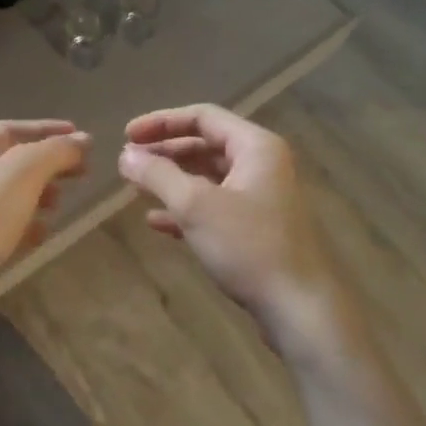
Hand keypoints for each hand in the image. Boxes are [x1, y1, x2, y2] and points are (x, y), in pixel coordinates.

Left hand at [0, 119, 89, 301]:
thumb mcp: (24, 171)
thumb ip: (55, 151)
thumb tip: (84, 140)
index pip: (12, 129)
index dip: (48, 130)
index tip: (82, 137)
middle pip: (13, 161)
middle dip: (49, 164)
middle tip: (83, 171)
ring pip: (11, 194)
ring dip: (40, 194)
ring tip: (61, 203)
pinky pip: (5, 224)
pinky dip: (27, 224)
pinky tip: (42, 233)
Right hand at [118, 105, 343, 348]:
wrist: (300, 308)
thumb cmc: (249, 246)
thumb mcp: (196, 206)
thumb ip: (158, 175)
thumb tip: (126, 156)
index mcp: (255, 146)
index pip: (203, 117)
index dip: (161, 122)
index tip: (126, 136)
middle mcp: (261, 165)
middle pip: (205, 145)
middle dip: (165, 152)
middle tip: (129, 163)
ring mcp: (261, 199)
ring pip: (208, 178)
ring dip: (172, 180)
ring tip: (136, 188)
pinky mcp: (256, 230)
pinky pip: (214, 208)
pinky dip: (185, 209)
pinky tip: (157, 223)